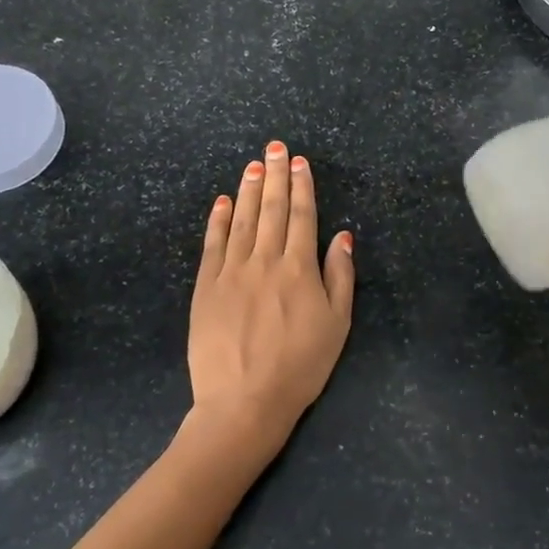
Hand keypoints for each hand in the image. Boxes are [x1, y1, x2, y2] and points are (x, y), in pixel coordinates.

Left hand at [185, 140, 353, 465]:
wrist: (244, 401)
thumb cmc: (300, 366)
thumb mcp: (337, 325)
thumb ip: (340, 276)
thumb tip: (342, 235)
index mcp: (299, 268)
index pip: (302, 216)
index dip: (301, 186)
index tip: (299, 162)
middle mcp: (265, 261)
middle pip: (271, 209)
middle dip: (274, 176)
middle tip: (274, 147)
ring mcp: (231, 272)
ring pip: (241, 220)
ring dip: (247, 190)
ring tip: (252, 165)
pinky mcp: (206, 287)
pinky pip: (212, 244)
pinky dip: (217, 220)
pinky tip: (221, 201)